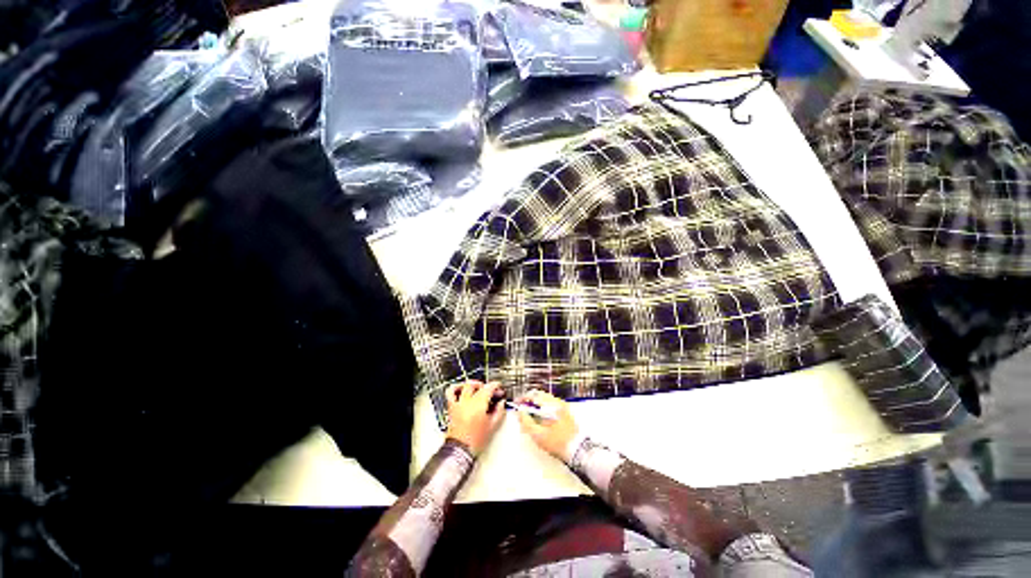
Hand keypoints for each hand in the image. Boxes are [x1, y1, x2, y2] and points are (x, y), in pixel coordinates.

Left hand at [445, 381, 504, 455]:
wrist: (460, 450)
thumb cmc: (476, 440)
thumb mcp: (492, 426)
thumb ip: (499, 412)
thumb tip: (501, 403)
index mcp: (479, 404)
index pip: (489, 388)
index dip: (496, 386)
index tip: (499, 388)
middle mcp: (467, 401)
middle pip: (477, 385)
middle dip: (485, 385)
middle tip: (491, 391)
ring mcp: (458, 403)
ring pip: (464, 386)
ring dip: (472, 384)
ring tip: (477, 387)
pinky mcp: (451, 407)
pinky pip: (450, 393)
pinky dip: (456, 388)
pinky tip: (461, 390)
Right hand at [516, 389, 578, 460]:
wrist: (578, 451)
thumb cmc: (558, 443)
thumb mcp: (538, 435)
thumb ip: (526, 422)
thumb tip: (519, 412)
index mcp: (551, 405)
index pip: (534, 395)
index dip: (523, 399)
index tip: (516, 404)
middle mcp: (557, 402)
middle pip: (539, 396)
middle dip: (528, 402)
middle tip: (521, 411)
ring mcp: (562, 407)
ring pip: (544, 401)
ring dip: (535, 406)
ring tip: (528, 417)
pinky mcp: (564, 413)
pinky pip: (550, 406)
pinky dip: (542, 410)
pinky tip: (538, 420)